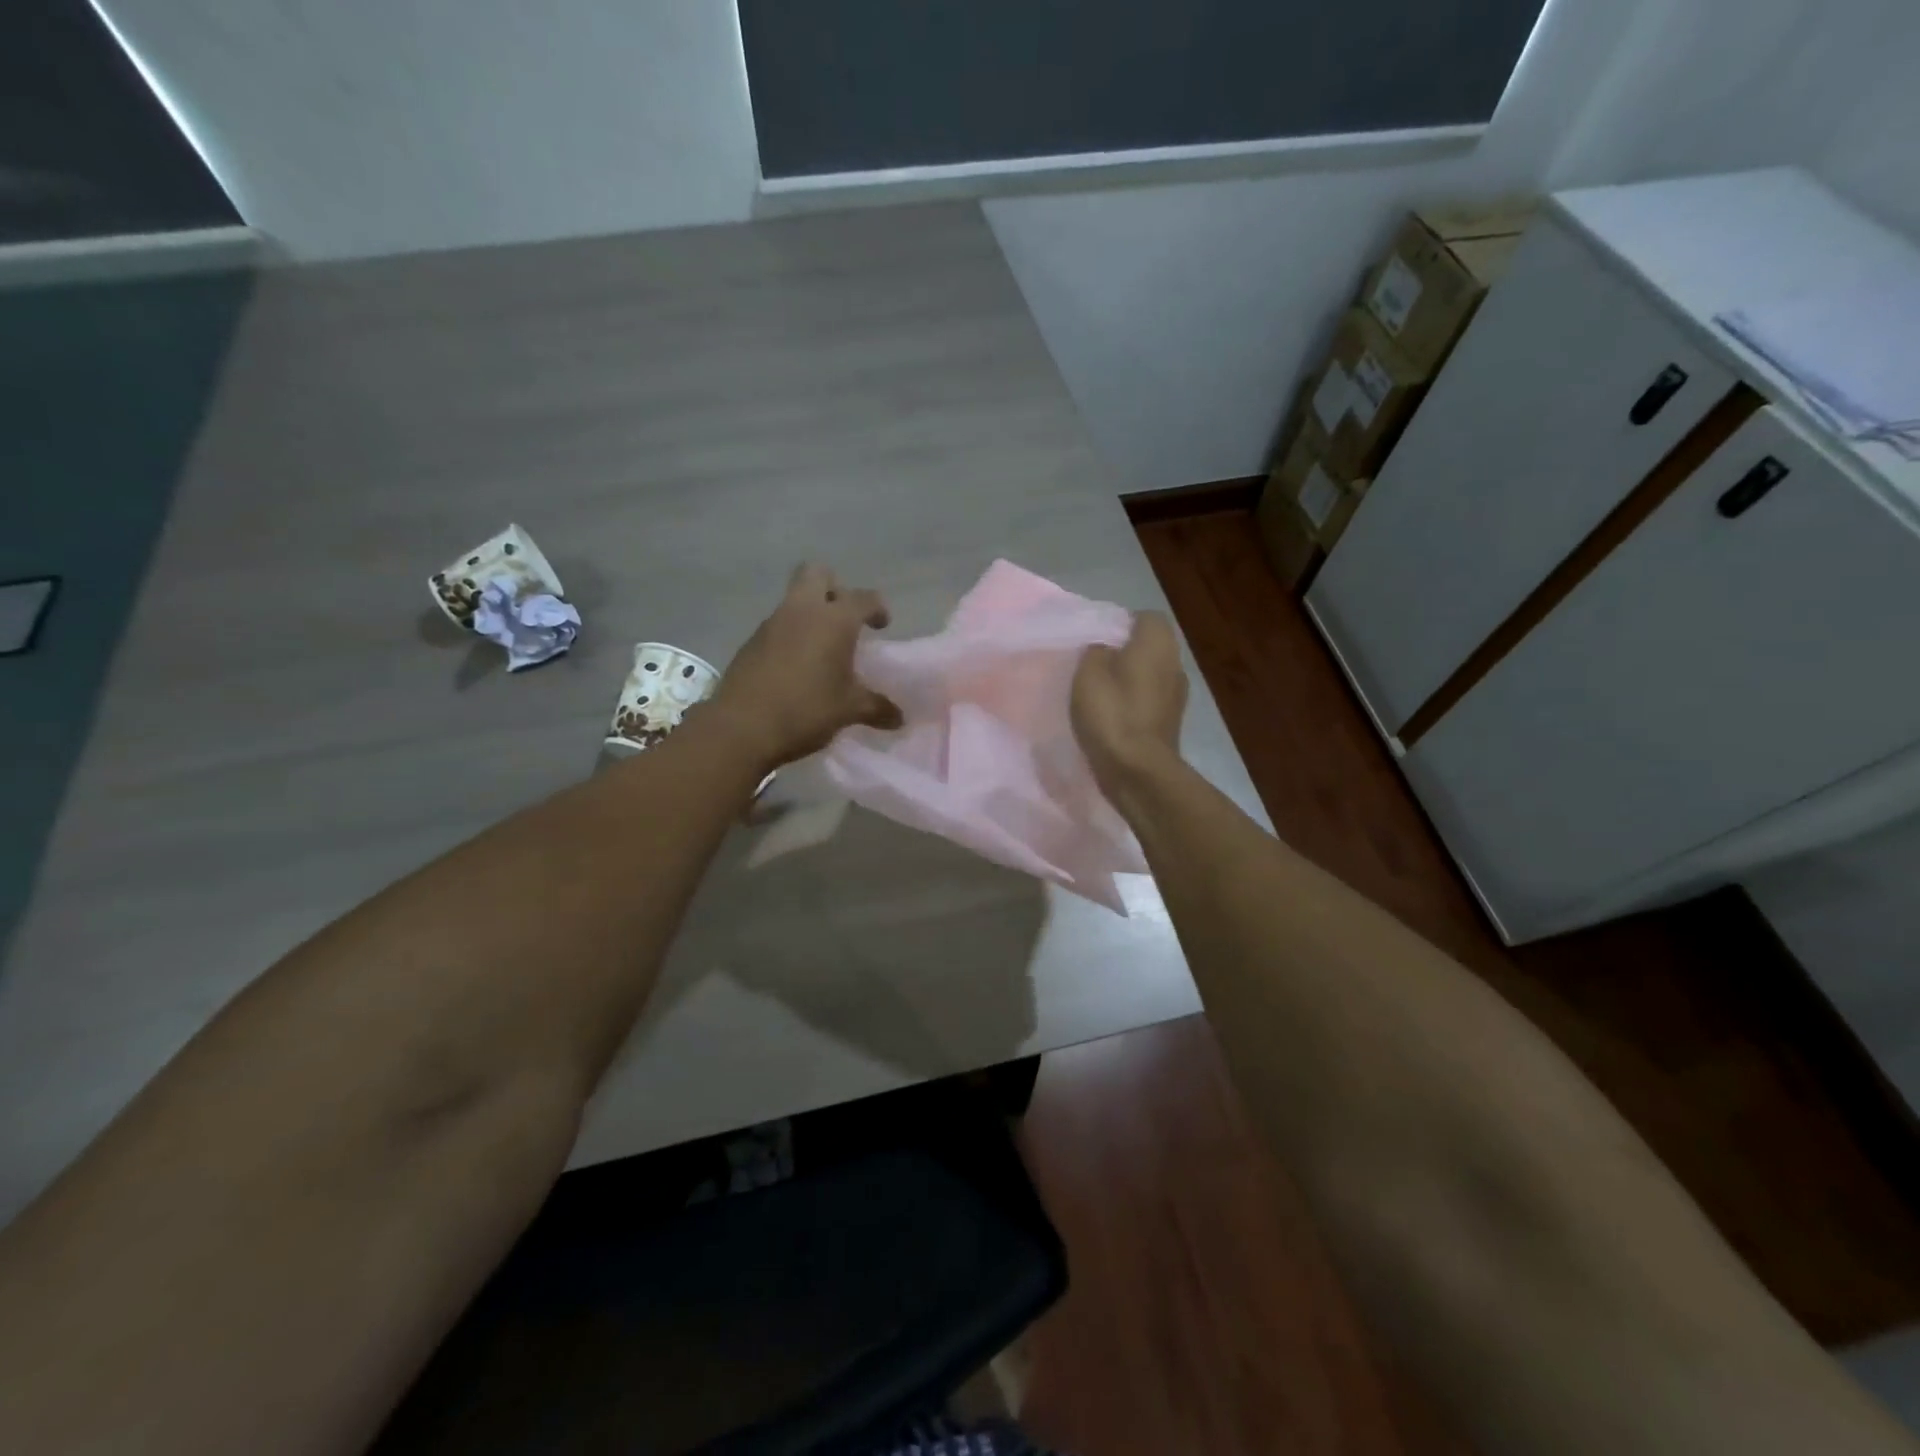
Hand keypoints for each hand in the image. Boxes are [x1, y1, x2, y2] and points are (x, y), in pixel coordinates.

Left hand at [707, 563, 902, 771]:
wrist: (741, 727)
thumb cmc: (806, 710)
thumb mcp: (848, 710)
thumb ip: (876, 708)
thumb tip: (899, 718)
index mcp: (834, 620)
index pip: (864, 598)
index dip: (877, 608)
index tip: (882, 625)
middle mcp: (802, 610)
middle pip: (817, 573)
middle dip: (834, 588)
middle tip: (844, 618)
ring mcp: (772, 624)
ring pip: (795, 600)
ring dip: (810, 614)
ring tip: (822, 649)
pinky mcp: (751, 642)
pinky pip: (777, 626)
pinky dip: (791, 636)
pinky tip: (797, 668)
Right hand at [1072, 611, 1188, 796]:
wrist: (1138, 770)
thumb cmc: (1112, 713)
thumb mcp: (1088, 672)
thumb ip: (1096, 651)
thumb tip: (1106, 649)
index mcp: (1158, 642)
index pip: (1145, 617)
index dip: (1120, 624)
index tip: (1096, 639)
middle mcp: (1175, 663)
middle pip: (1149, 647)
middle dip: (1125, 653)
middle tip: (1093, 665)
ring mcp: (1178, 695)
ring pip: (1150, 675)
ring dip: (1129, 680)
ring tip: (1100, 693)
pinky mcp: (1171, 722)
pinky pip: (1150, 701)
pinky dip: (1134, 704)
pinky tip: (1112, 717)